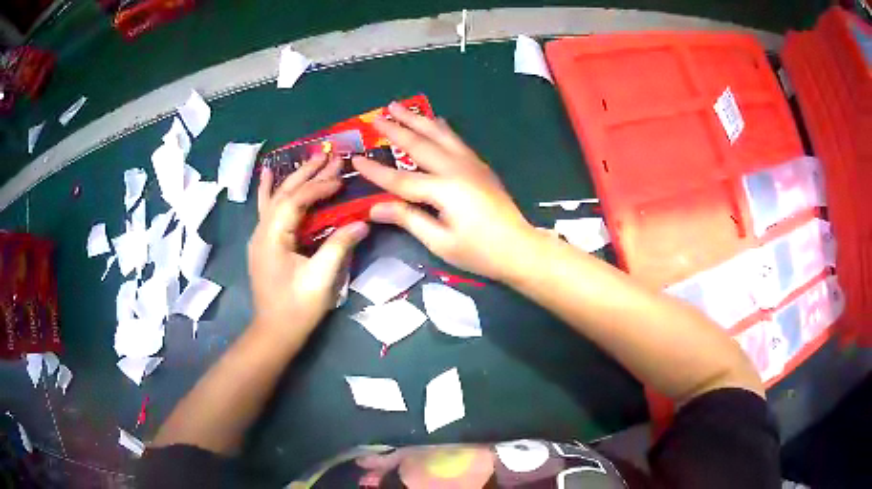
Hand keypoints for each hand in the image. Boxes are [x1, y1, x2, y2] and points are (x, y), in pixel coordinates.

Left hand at [248, 155, 368, 340]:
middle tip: (330, 155)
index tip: (341, 179)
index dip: (319, 187)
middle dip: (308, 173)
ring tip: (310, 158)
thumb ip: (338, 247)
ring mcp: (260, 236)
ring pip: (276, 198)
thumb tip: (361, 223)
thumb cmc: (297, 308)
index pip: (296, 200)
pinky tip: (269, 175)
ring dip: (294, 177)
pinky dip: (270, 190)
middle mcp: (262, 231)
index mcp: (273, 237)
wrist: (274, 332)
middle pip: (285, 192)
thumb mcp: (321, 279)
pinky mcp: (264, 243)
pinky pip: (267, 209)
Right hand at [352, 103, 534, 280]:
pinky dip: (441, 128)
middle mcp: (456, 169)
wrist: (520, 248)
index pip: (400, 179)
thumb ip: (408, 219)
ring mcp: (470, 164)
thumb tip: (375, 208)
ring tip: (399, 107)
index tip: (355, 158)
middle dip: (395, 129)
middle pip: (419, 145)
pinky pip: (455, 140)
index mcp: (444, 190)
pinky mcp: (479, 166)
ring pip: (439, 134)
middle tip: (376, 117)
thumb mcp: (440, 242)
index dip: (376, 170)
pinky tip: (435, 121)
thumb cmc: (479, 251)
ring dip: (417, 119)